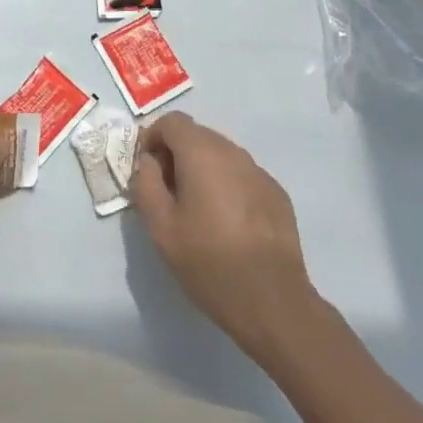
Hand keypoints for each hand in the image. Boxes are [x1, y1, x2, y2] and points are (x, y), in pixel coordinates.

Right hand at [129, 111, 317, 358]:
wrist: (272, 301)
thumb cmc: (208, 262)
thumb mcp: (161, 227)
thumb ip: (146, 184)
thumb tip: (149, 161)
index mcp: (202, 153)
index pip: (172, 121)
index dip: (153, 137)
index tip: (147, 168)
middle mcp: (233, 152)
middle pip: (197, 135)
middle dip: (177, 153)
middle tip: (168, 191)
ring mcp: (259, 172)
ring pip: (221, 154)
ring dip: (203, 169)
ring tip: (197, 208)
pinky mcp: (277, 193)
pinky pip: (242, 175)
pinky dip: (227, 185)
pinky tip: (227, 222)